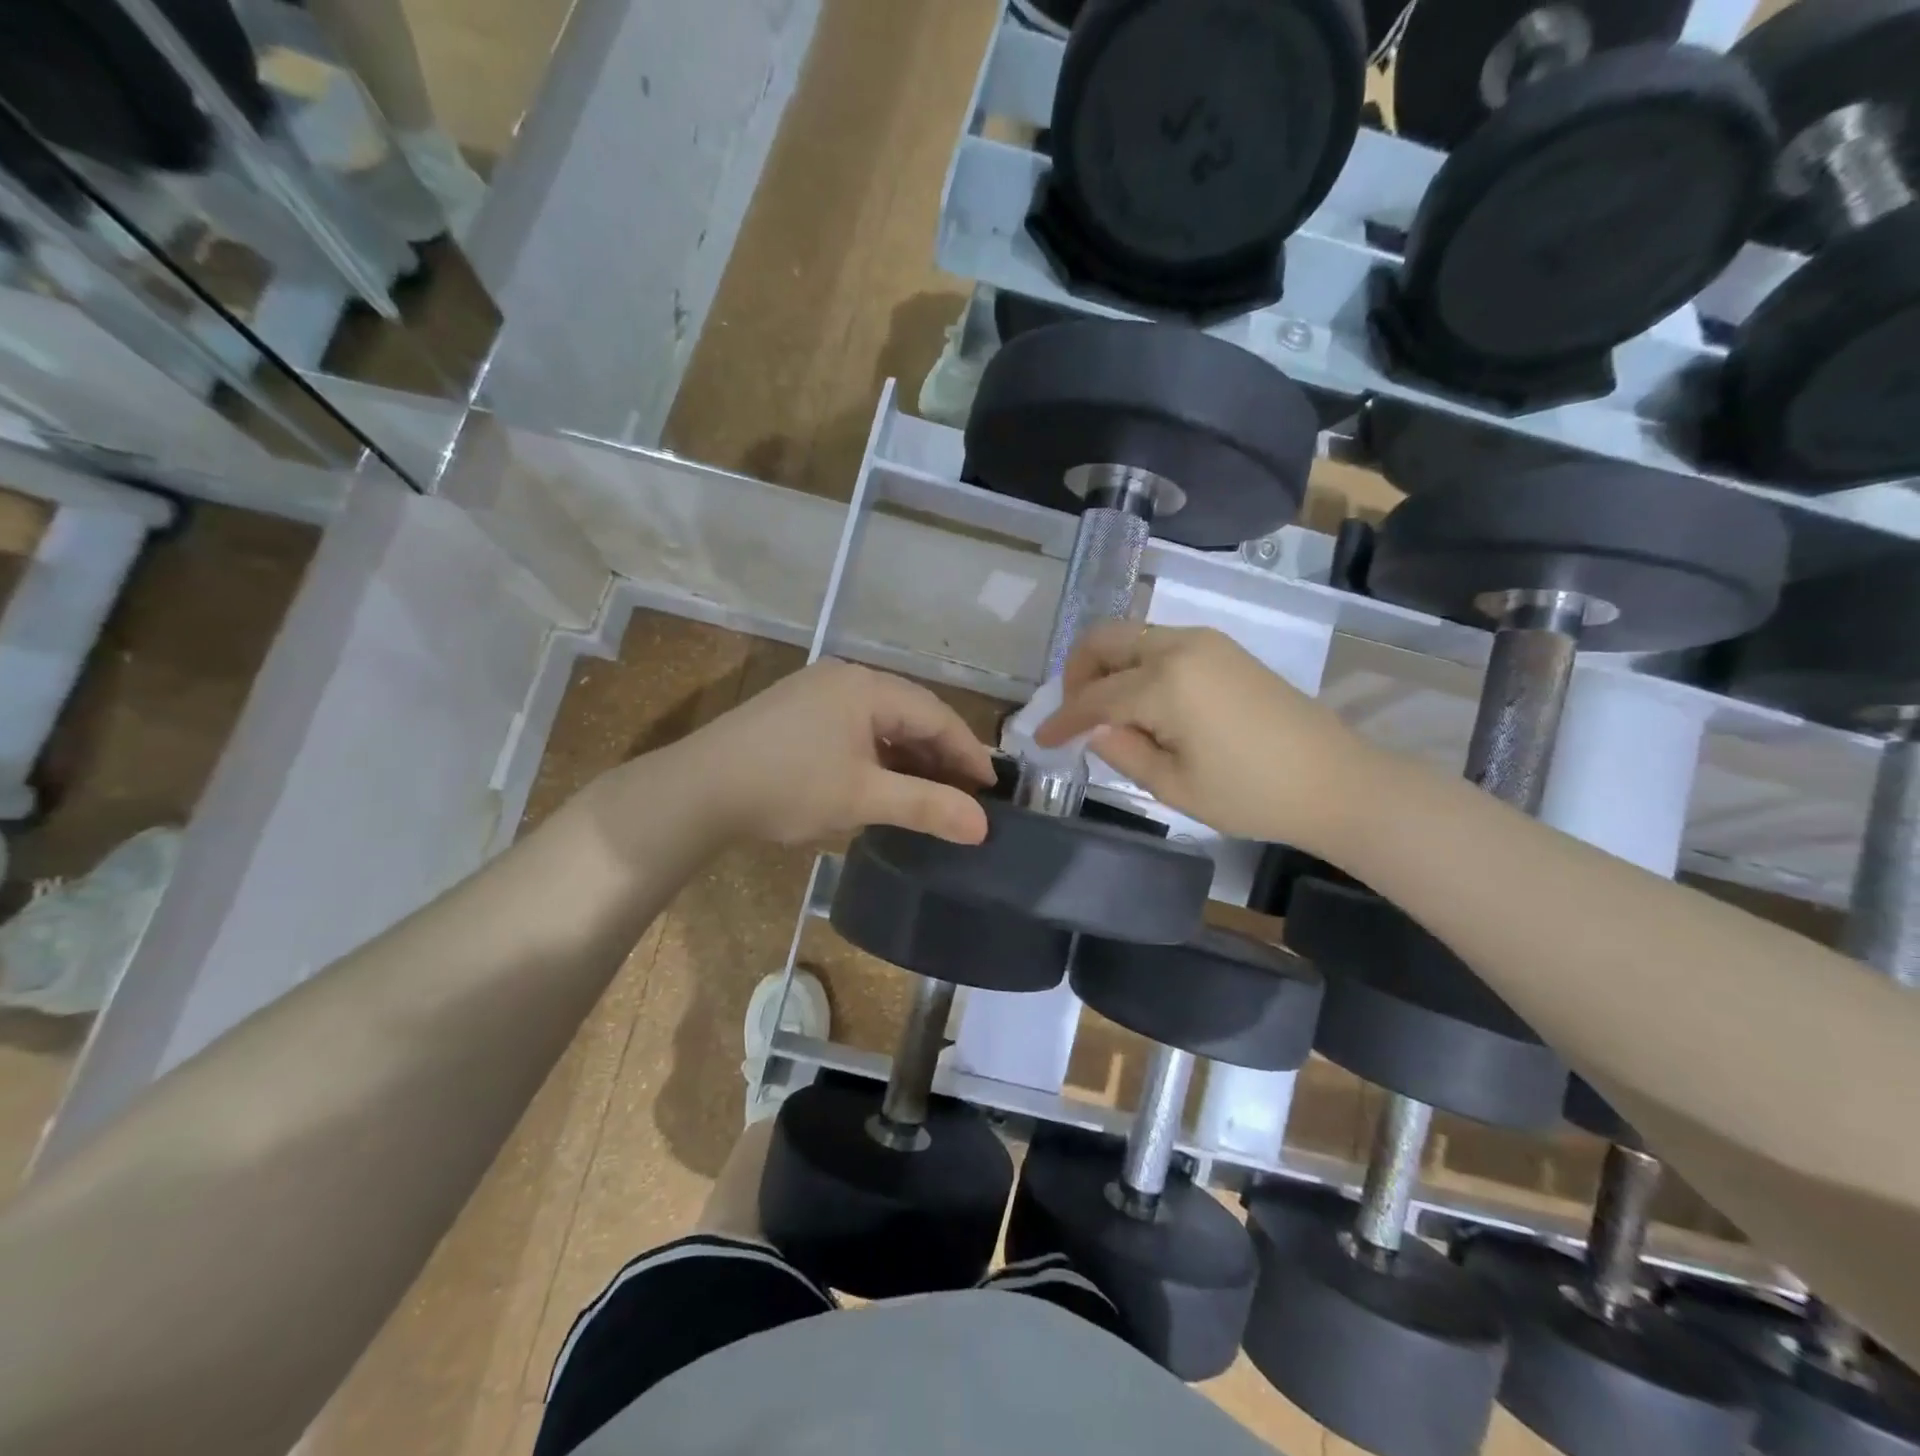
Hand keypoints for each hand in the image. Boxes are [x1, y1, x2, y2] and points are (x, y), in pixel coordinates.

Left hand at [679, 660, 995, 845]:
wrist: (696, 791)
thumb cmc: (787, 788)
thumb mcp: (863, 798)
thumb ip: (927, 807)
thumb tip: (983, 826)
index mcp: (865, 686)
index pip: (935, 714)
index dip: (968, 752)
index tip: (991, 788)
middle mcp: (844, 678)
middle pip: (909, 713)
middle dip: (940, 754)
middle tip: (965, 793)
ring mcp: (816, 691)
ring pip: (881, 721)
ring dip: (908, 756)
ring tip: (930, 792)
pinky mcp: (795, 712)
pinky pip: (854, 727)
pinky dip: (878, 754)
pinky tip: (883, 781)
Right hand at [1035, 623, 1369, 844]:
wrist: (1335, 780)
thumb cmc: (1252, 794)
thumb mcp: (1175, 787)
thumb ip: (1124, 752)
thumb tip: (1095, 730)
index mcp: (1165, 682)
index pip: (1094, 696)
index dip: (1062, 719)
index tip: (1041, 739)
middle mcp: (1179, 646)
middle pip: (1104, 640)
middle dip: (1077, 673)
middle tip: (1074, 715)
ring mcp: (1205, 641)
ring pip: (1131, 636)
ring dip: (1107, 667)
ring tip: (1108, 714)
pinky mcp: (1222, 648)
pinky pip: (1159, 642)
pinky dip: (1136, 665)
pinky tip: (1144, 703)